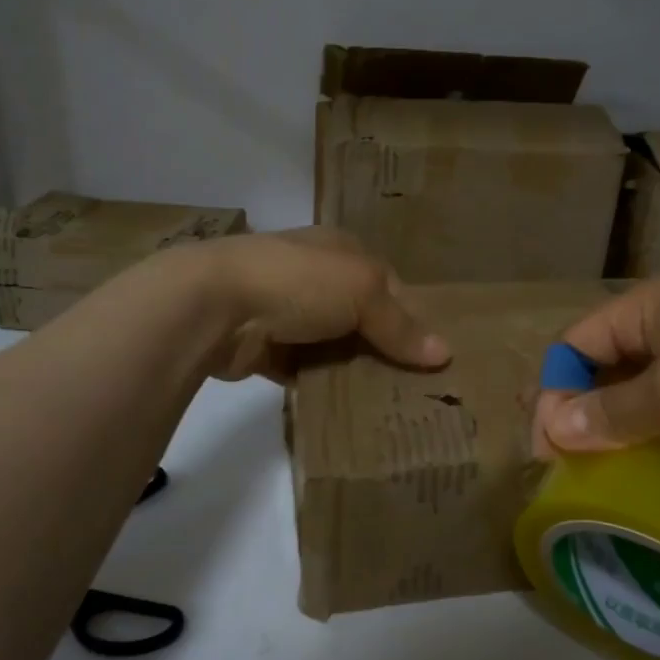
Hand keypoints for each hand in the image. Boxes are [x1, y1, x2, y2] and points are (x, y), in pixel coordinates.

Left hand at [191, 228, 449, 382]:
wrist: (215, 304)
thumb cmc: (299, 281)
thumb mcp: (363, 292)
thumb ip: (401, 325)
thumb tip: (445, 354)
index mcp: (340, 249)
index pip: (388, 283)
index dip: (410, 315)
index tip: (431, 354)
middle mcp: (315, 276)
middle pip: (362, 317)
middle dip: (384, 349)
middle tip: (416, 387)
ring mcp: (287, 311)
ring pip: (334, 346)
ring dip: (353, 370)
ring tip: (389, 404)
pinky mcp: (266, 348)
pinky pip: (304, 370)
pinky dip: (321, 386)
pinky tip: (347, 410)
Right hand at [532, 274, 659, 473]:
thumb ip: (611, 411)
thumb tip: (553, 428)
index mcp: (653, 304)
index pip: (579, 342)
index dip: (555, 390)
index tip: (548, 448)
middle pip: (609, 364)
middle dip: (585, 411)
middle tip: (574, 465)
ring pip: (646, 389)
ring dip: (623, 426)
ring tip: (610, 472)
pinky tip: (657, 465)